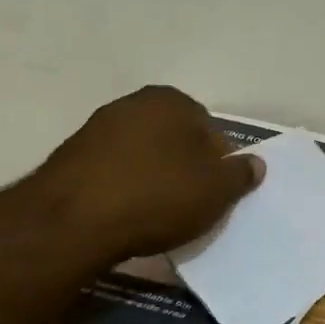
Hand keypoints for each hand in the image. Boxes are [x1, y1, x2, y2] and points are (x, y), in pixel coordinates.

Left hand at [28, 86, 263, 257]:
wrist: (72, 223)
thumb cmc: (158, 196)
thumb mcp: (217, 190)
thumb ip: (241, 174)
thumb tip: (254, 164)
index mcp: (172, 100)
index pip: (212, 131)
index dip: (220, 165)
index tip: (217, 195)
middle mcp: (132, 104)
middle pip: (176, 141)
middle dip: (186, 169)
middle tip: (193, 206)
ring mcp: (96, 130)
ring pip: (144, 157)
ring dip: (154, 181)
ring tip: (160, 217)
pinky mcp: (70, 160)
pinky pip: (114, 174)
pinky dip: (125, 192)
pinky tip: (128, 218)